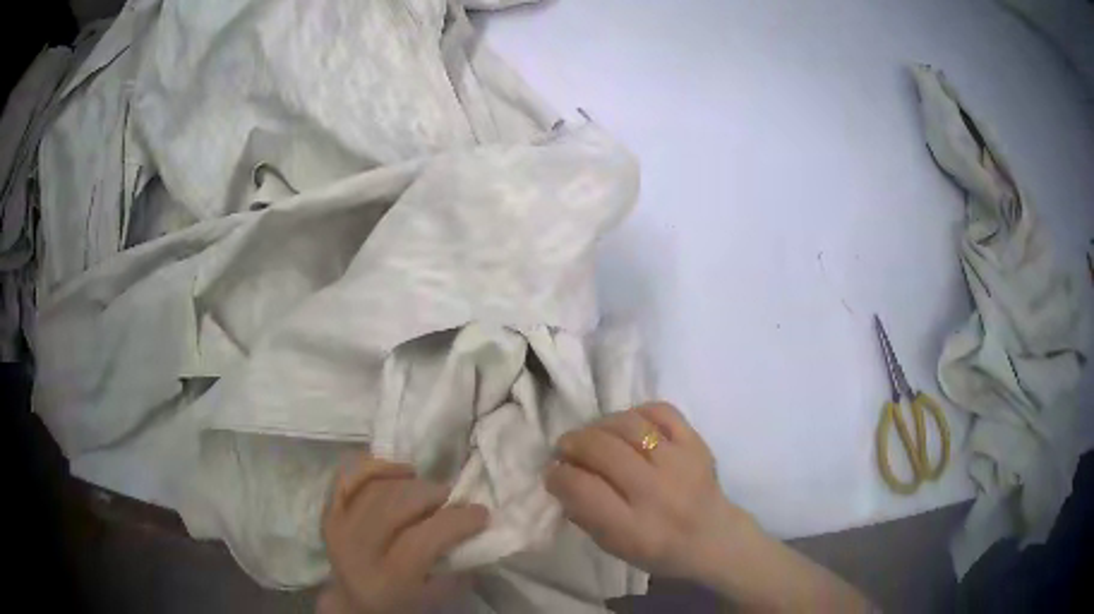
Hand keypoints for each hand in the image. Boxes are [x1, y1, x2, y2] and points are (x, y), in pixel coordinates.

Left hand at [318, 456, 488, 613]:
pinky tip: (401, 471)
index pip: (422, 539)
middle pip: (396, 505)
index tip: (481, 512)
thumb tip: (475, 530)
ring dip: (410, 482)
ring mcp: (338, 527)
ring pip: (376, 487)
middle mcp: (357, 550)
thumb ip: (457, 566)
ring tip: (429, 491)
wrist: (355, 603)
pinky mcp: (328, 511)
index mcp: (387, 578)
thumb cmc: (403, 604)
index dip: (456, 521)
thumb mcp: (437, 598)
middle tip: (452, 500)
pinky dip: (377, 466)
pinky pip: (349, 476)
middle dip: (432, 495)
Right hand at [545, 403, 750, 581]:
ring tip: (592, 435)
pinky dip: (637, 412)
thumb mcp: (613, 546)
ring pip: (629, 426)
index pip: (583, 489)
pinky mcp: (696, 443)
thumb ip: (583, 513)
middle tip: (565, 448)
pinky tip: (626, 425)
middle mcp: (657, 493)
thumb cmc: (657, 548)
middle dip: (573, 444)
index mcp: (633, 529)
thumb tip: (560, 476)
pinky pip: (661, 411)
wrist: (713, 537)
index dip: (558, 476)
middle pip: (603, 450)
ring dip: (599, 426)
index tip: (552, 473)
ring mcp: (680, 463)